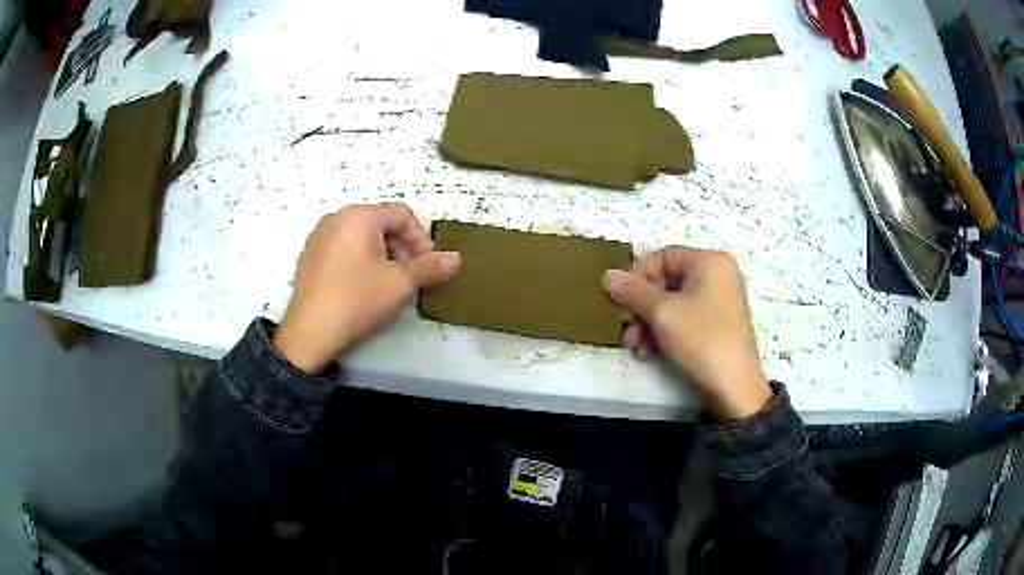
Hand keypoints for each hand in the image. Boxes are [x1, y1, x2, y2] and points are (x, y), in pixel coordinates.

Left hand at [274, 203, 459, 373]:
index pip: (402, 215)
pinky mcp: (309, 257)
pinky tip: (361, 288)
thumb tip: (456, 258)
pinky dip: (360, 261)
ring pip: (361, 237)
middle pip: (380, 223)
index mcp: (358, 216)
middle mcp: (335, 218)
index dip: (421, 239)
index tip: (427, 266)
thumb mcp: (400, 284)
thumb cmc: (357, 300)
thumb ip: (430, 267)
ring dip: (382, 255)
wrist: (309, 333)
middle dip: (401, 248)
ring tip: (387, 284)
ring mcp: (318, 237)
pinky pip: (343, 249)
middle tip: (409, 276)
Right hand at [602, 247, 771, 420]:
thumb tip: (608, 274)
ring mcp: (719, 302)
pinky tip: (651, 353)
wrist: (733, 385)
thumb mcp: (662, 313)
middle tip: (628, 329)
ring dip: (649, 324)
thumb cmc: (701, 338)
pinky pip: (685, 319)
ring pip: (673, 304)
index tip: (620, 299)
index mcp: (710, 262)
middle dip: (642, 308)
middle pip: (667, 282)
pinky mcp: (717, 325)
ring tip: (637, 347)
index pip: (664, 257)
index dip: (638, 276)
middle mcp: (717, 276)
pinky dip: (665, 332)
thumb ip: (632, 291)